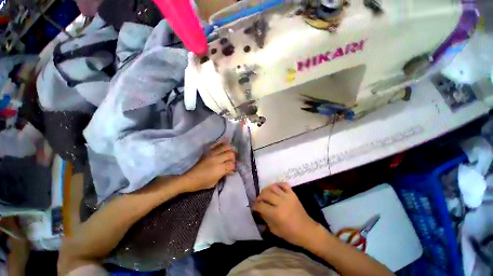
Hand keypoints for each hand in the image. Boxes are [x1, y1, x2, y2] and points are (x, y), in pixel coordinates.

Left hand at [182, 141, 235, 192]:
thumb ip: (225, 174)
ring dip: (229, 150)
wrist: (190, 178)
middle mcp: (217, 159)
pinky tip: (225, 143)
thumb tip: (232, 170)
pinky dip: (222, 143)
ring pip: (225, 147)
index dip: (234, 167)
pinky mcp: (208, 151)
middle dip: (233, 158)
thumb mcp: (216, 181)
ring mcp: (212, 154)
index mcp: (219, 169)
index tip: (232, 169)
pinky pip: (217, 144)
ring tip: (230, 152)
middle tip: (232, 161)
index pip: (232, 164)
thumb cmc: (203, 183)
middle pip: (230, 154)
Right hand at [253, 183, 319, 246]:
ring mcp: (288, 197)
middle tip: (258, 200)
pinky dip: (278, 184)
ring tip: (265, 193)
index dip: (255, 206)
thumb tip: (259, 210)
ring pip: (273, 187)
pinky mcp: (293, 194)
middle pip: (266, 194)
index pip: (261, 206)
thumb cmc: (291, 234)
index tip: (253, 206)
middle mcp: (281, 203)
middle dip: (259, 197)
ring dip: (266, 189)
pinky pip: (284, 184)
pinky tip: (274, 188)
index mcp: (276, 214)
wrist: (307, 230)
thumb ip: (266, 219)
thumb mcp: (275, 230)